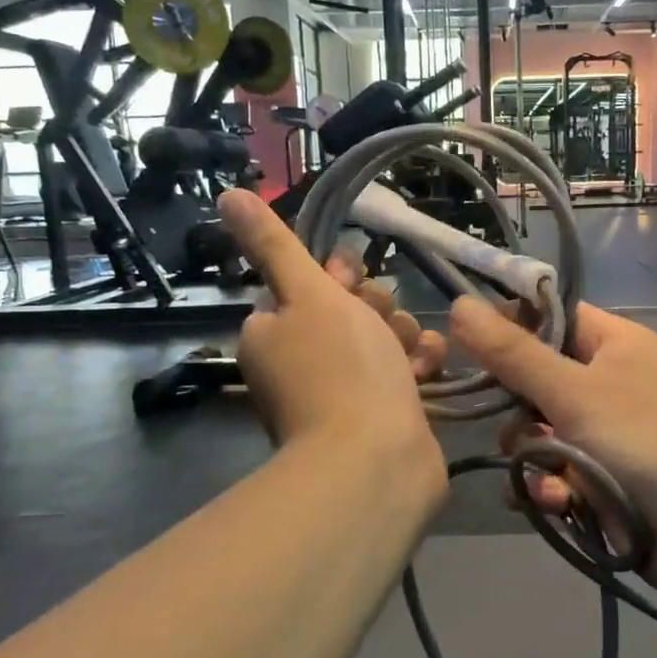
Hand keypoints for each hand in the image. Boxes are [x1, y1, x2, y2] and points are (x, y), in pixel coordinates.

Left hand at [221, 191, 445, 488]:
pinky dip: (416, 366)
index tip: (351, 284)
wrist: (377, 461)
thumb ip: (275, 245)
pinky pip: (402, 373)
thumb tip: (228, 195)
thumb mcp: (308, 293)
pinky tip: (429, 369)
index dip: (337, 279)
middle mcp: (302, 364)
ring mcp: (342, 394)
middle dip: (375, 310)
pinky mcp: (381, 415)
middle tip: (381, 326)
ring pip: (382, 340)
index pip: (308, 286)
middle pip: (349, 312)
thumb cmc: (341, 368)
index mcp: (272, 334)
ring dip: (401, 337)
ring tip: (409, 354)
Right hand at [449, 296, 656, 617]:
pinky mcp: (605, 484)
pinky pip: (556, 476)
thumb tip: (459, 304)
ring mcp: (608, 436)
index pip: (548, 317)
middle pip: (535, 382)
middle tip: (519, 430)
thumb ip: (514, 353)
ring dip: (532, 460)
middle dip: (518, 412)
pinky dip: (550, 490)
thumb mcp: (575, 392)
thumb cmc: (651, 443)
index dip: (507, 328)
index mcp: (612, 344)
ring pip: (540, 436)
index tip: (465, 349)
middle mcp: (609, 384)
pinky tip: (556, 506)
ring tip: (548, 481)